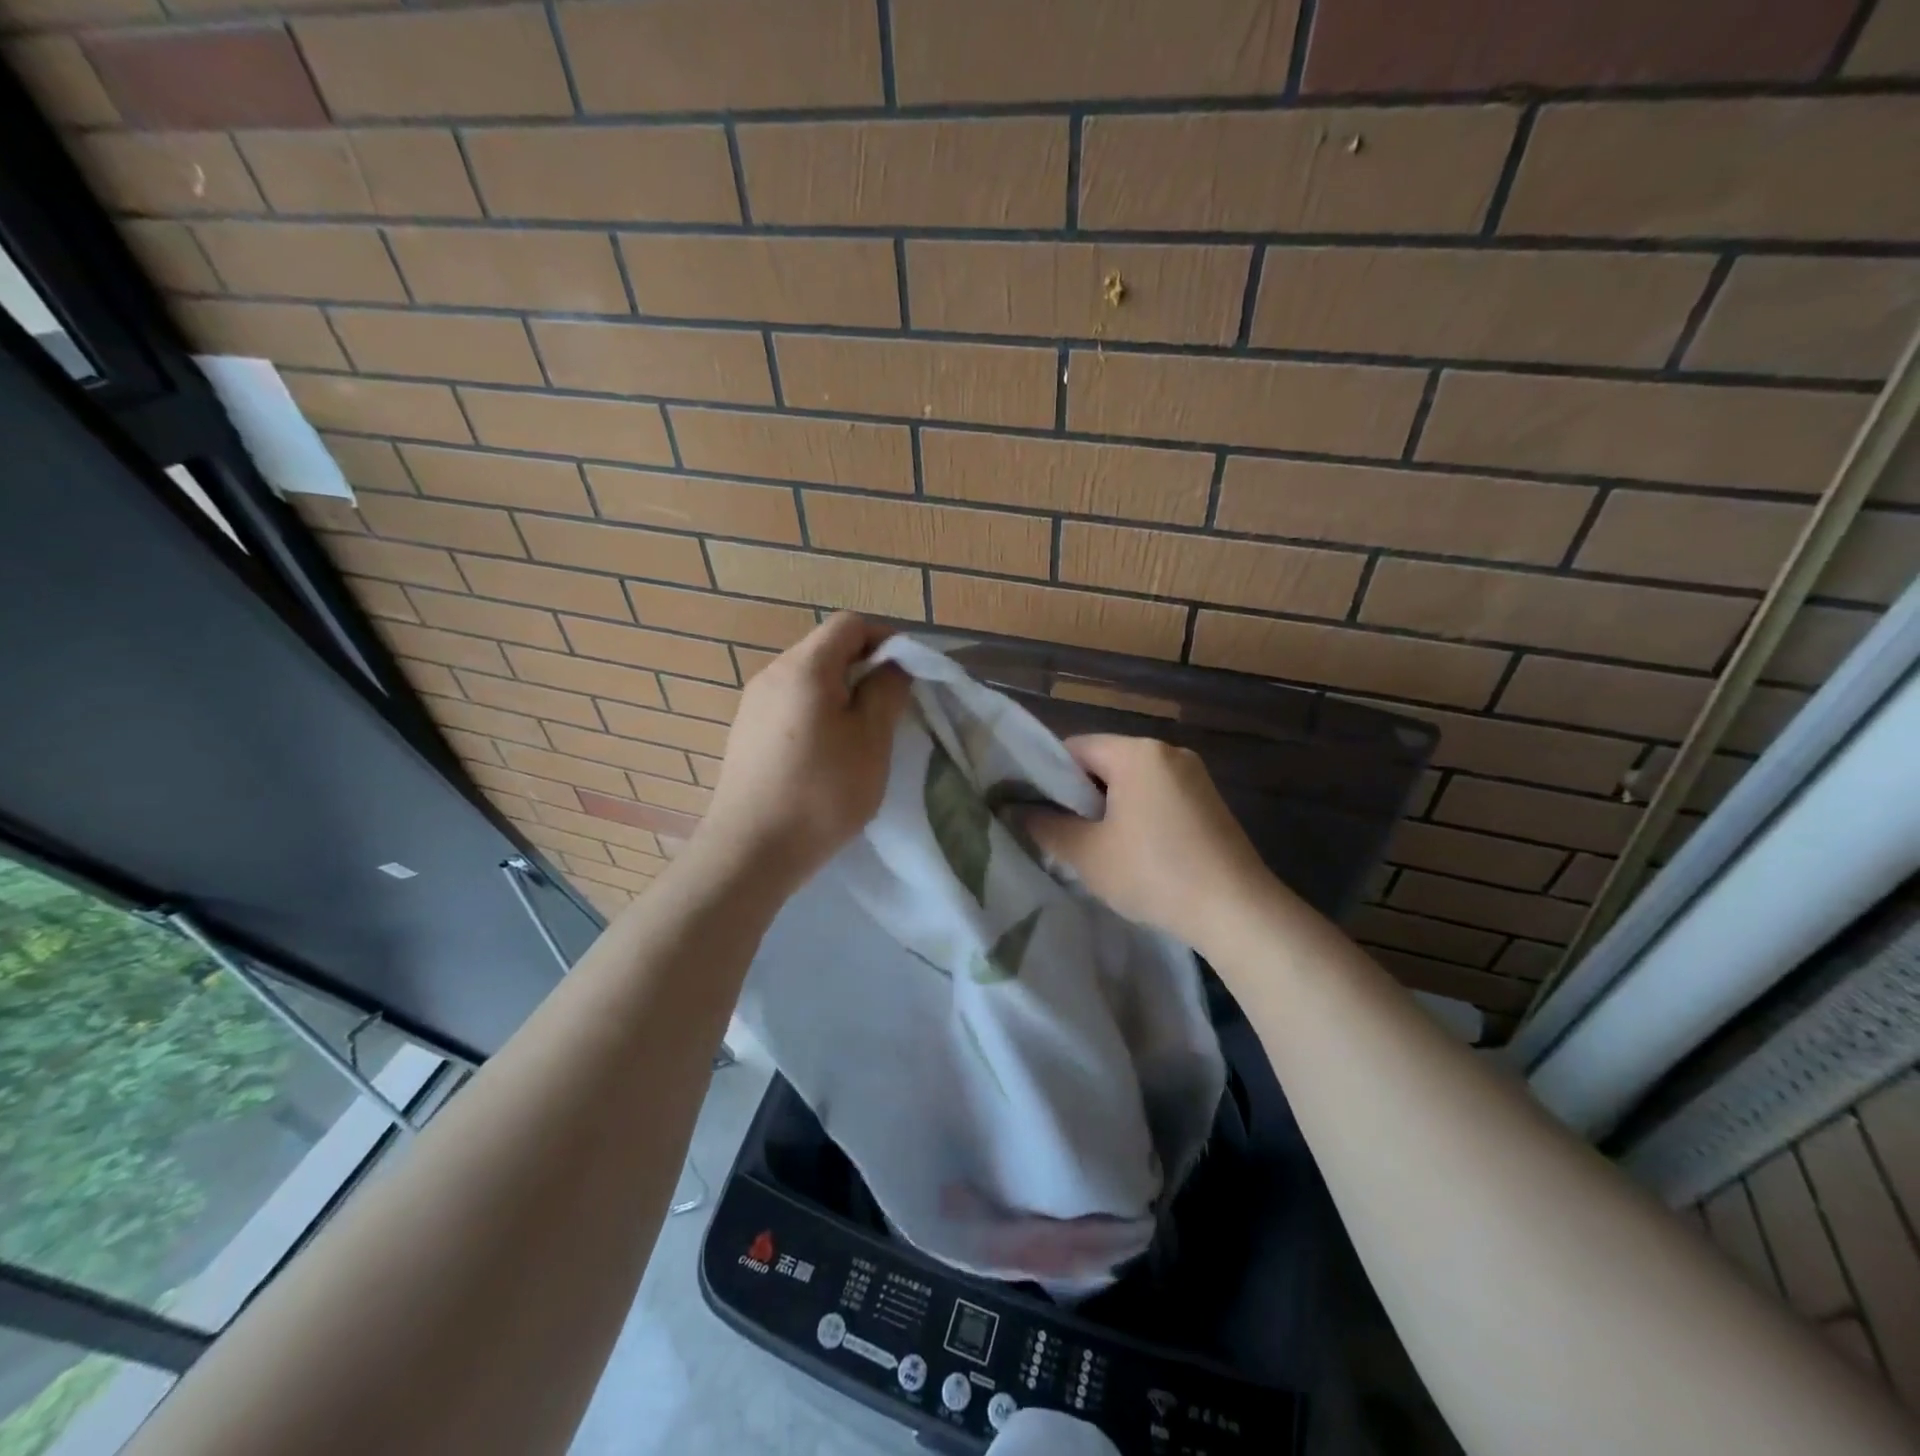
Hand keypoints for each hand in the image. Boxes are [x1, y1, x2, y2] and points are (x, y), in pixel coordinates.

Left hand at [697, 613, 910, 890]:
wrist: (750, 851)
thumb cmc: (822, 793)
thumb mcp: (871, 741)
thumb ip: (886, 691)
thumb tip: (892, 664)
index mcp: (805, 667)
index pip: (850, 624)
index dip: (885, 638)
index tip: (908, 673)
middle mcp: (772, 674)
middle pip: (826, 648)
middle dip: (865, 667)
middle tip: (890, 707)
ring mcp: (753, 703)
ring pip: (808, 678)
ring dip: (841, 692)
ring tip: (862, 734)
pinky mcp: (746, 732)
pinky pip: (790, 703)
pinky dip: (817, 712)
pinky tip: (827, 753)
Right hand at [1024, 734, 1271, 949]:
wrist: (1236, 910)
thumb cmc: (1154, 873)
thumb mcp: (1088, 854)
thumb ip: (1046, 827)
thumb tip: (1016, 811)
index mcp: (1137, 752)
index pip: (1075, 748)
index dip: (1047, 776)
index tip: (1035, 810)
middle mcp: (1168, 751)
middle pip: (1105, 761)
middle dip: (1079, 794)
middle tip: (1061, 832)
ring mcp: (1194, 775)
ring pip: (1132, 781)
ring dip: (1108, 807)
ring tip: (1093, 846)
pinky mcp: (1209, 801)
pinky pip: (1158, 795)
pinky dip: (1137, 814)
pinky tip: (1133, 851)